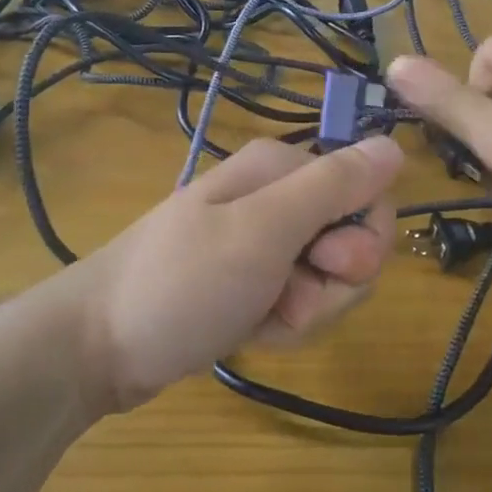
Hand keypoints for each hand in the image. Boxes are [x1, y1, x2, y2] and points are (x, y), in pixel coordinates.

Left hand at [73, 135, 402, 410]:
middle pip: (353, 241)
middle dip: (333, 285)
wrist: (97, 347)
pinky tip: (252, 333)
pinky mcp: (255, 283)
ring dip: (308, 311)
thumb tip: (395, 144)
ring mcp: (265, 244)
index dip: (362, 239)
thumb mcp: (264, 230)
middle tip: (288, 299)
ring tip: (261, 319)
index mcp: (283, 170)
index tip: (326, 266)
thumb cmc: (182, 282)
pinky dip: (285, 325)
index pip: (369, 195)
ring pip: (330, 280)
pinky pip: (301, 302)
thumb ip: (334, 186)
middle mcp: (279, 199)